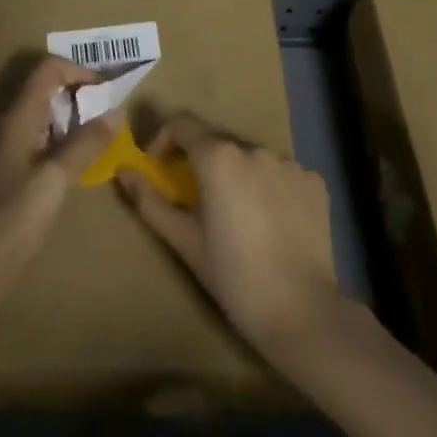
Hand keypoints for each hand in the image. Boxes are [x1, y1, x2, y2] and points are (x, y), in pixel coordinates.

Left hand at [0, 56, 116, 277]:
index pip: (47, 69)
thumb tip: (116, 114)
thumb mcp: (57, 176)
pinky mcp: (9, 163)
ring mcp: (6, 142)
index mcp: (18, 116)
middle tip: (106, 110)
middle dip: (77, 91)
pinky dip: (60, 133)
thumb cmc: (19, 215)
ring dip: (70, 113)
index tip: (105, 90)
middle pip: (44, 85)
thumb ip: (86, 142)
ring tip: (98, 132)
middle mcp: (9, 121)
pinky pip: (38, 132)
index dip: (78, 71)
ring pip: (42, 110)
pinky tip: (77, 156)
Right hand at [118, 113, 341, 361]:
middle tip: (197, 202)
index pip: (182, 124)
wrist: (303, 312)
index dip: (163, 139)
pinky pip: (281, 175)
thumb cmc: (234, 277)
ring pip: (251, 159)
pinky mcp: (314, 182)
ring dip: (237, 176)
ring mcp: (289, 163)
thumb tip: (123, 171)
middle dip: (202, 164)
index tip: (158, 167)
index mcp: (219, 157)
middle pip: (218, 144)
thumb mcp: (185, 242)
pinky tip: (271, 224)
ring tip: (238, 217)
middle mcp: (254, 149)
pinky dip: (269, 188)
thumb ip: (150, 201)